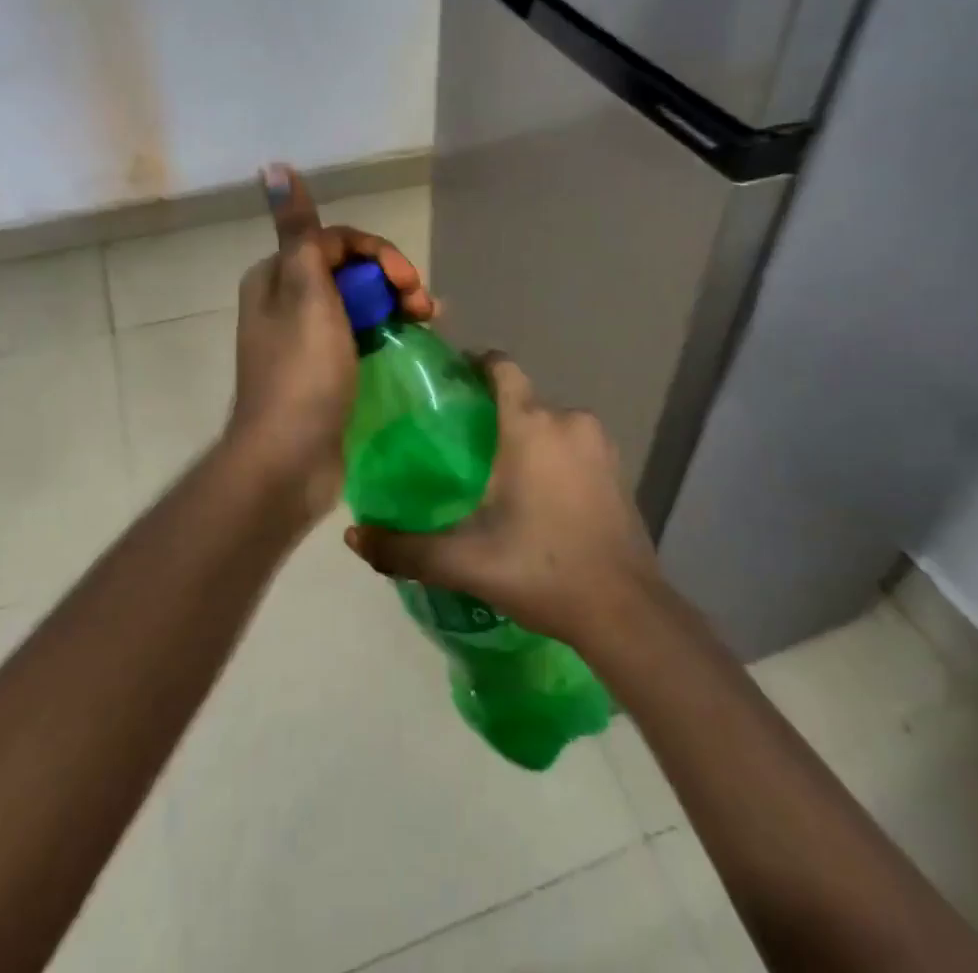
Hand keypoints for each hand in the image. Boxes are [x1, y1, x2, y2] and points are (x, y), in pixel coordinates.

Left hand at [225, 163, 433, 523]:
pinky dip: (387, 331)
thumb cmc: (302, 373)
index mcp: (277, 277)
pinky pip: (360, 335)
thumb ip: (302, 233)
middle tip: (425, 306)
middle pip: (350, 271)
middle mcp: (287, 301)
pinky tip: (415, 339)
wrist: (288, 460)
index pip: (335, 242)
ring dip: (396, 304)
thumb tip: (273, 166)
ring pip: (359, 303)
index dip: (378, 253)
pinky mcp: (324, 370)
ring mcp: (306, 339)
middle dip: (392, 279)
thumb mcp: (306, 294)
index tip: (407, 281)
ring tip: (430, 322)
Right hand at [344, 353, 661, 645]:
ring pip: (550, 422)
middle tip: (464, 450)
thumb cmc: (541, 569)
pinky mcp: (619, 468)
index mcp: (530, 425)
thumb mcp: (464, 561)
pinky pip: (574, 444)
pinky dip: (554, 456)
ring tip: (499, 476)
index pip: (501, 367)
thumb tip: (351, 535)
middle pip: (523, 399)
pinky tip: (540, 496)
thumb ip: (403, 548)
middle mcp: (568, 420)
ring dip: (527, 437)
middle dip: (495, 415)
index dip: (475, 365)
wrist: (625, 612)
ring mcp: (600, 443)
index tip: (451, 385)